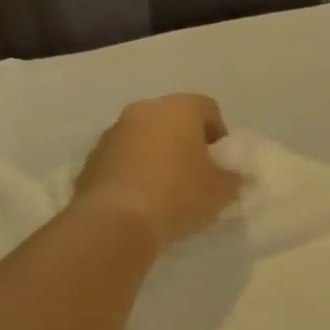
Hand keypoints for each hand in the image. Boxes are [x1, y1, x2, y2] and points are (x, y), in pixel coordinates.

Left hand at [71, 95, 242, 248]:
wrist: (117, 221)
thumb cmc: (179, 195)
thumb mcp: (221, 191)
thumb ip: (234, 179)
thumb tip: (237, 178)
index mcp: (178, 109)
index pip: (208, 108)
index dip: (219, 135)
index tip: (221, 163)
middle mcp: (143, 110)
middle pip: (173, 120)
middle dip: (187, 143)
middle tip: (197, 175)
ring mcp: (113, 132)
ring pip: (145, 138)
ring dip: (159, 156)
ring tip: (168, 190)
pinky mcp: (92, 158)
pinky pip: (124, 159)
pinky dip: (136, 171)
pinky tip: (143, 199)